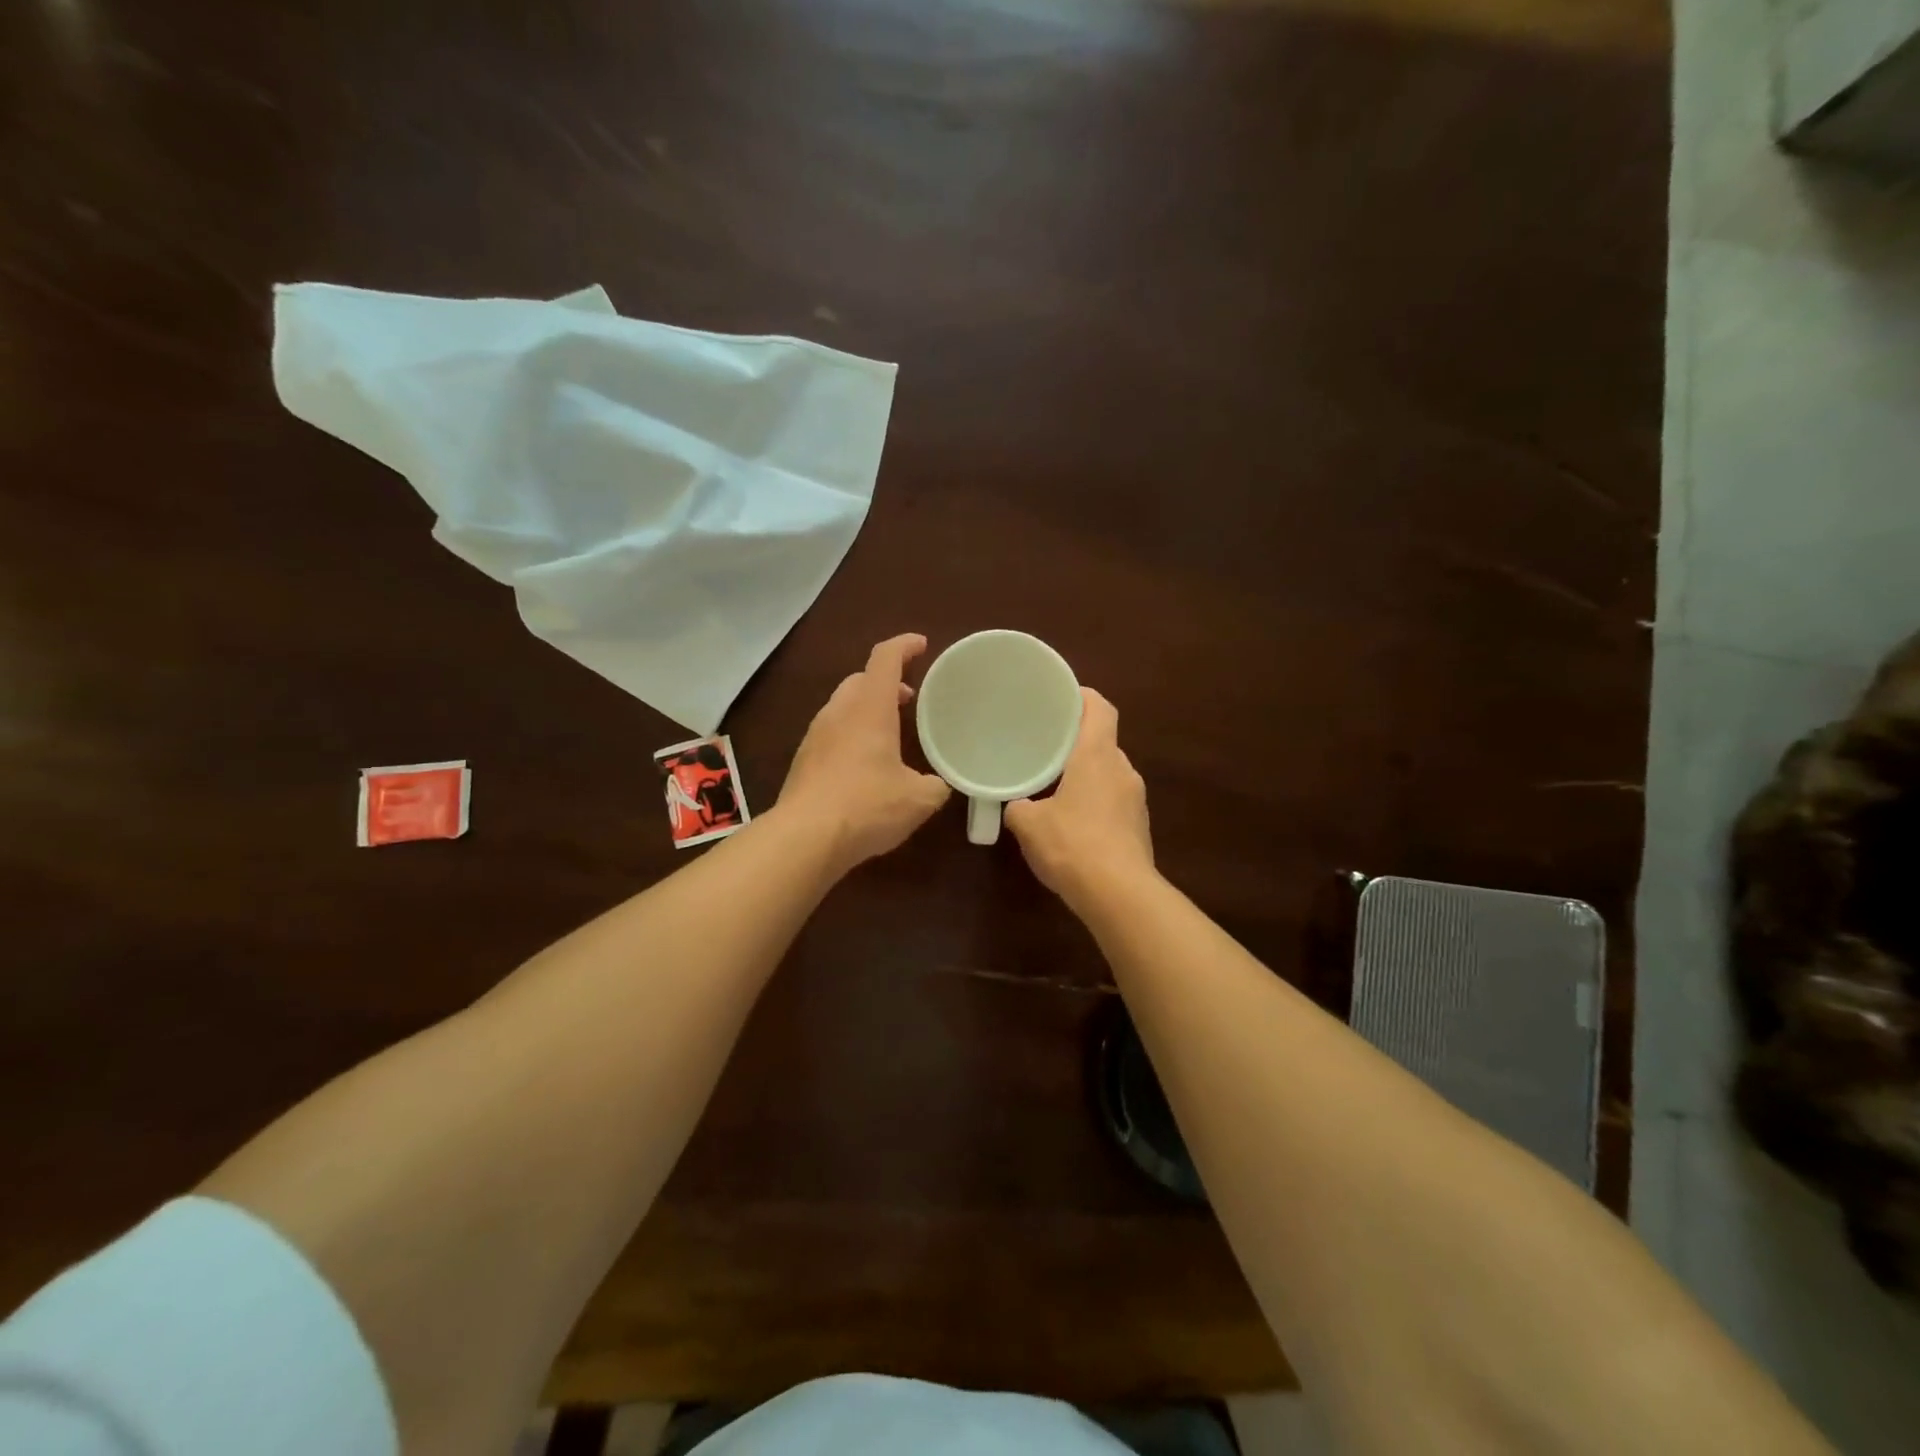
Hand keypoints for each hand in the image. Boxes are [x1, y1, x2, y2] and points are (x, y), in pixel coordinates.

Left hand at [777, 633, 950, 873]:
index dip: (904, 646)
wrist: (805, 838)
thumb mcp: (919, 799)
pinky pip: (831, 734)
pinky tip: (864, 765)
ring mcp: (815, 736)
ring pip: (842, 707)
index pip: (885, 659)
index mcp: (870, 708)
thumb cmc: (867, 806)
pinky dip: (851, 735)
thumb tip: (939, 784)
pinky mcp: (803, 761)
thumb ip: (936, 785)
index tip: (921, 644)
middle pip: (861, 680)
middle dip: (886, 682)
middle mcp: (839, 713)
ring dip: (866, 709)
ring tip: (888, 732)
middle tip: (909, 698)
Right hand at [1006, 688, 1154, 908]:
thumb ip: (1019, 808)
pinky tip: (1074, 824)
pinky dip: (1095, 803)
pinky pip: (1114, 802)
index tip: (1061, 697)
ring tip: (1057, 787)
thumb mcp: (1029, 824)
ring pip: (1109, 774)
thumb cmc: (1072, 844)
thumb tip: (1018, 807)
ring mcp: (1136, 800)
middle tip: (1047, 747)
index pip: (1100, 708)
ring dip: (1087, 776)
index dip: (1083, 697)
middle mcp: (1123, 770)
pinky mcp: (1140, 828)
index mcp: (1097, 756)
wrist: (1119, 894)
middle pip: (1104, 742)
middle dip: (1078, 743)